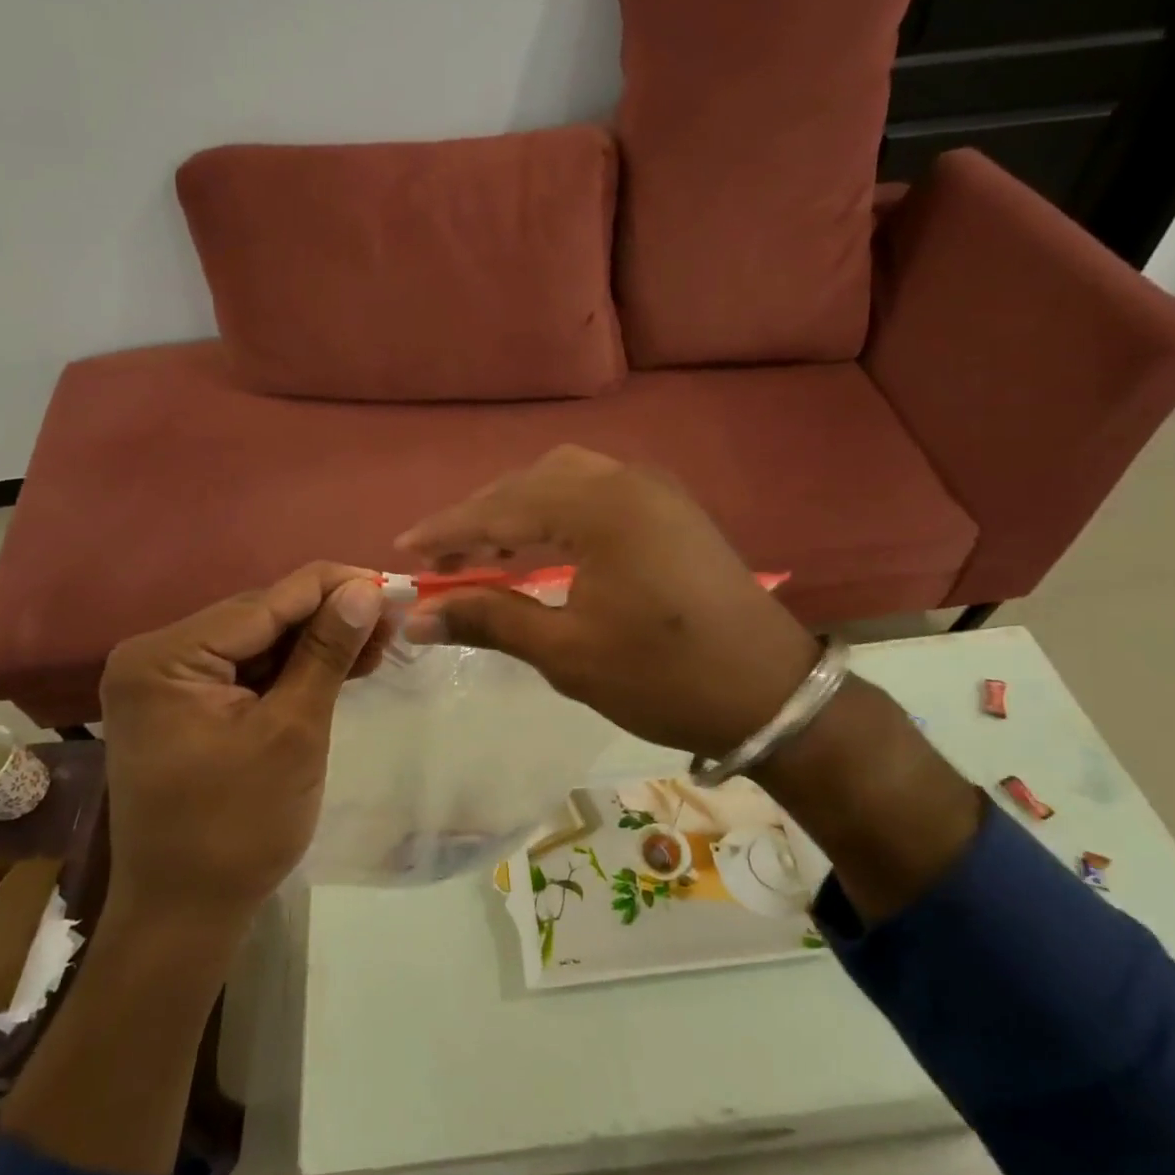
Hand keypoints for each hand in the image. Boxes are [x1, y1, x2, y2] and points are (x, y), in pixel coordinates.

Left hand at [97, 563, 385, 928]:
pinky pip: (250, 670)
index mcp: (166, 658)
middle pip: (262, 617)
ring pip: (262, 641)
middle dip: (330, 616)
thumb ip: (327, 652)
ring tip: (381, 639)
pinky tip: (344, 662)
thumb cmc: (238, 828)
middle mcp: (158, 656)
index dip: (334, 587)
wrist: (187, 916)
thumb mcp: (293, 731)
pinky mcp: (188, 703)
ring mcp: (170, 681)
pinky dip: (296, 669)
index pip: (265, 602)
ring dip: (319, 642)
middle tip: (394, 617)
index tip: (393, 583)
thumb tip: (367, 589)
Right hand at [395, 446, 817, 757]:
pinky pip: (594, 491)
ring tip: (482, 551)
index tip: (402, 550)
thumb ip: (489, 620)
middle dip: (479, 517)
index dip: (446, 531)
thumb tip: (417, 616)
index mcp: (599, 508)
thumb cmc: (663, 677)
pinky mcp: (669, 508)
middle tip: (440, 558)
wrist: (771, 694)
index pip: (501, 509)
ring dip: (516, 510)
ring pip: (563, 481)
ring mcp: (653, 489)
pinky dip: (554, 512)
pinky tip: (540, 544)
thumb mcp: (566, 653)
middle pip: (530, 483)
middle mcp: (625, 480)